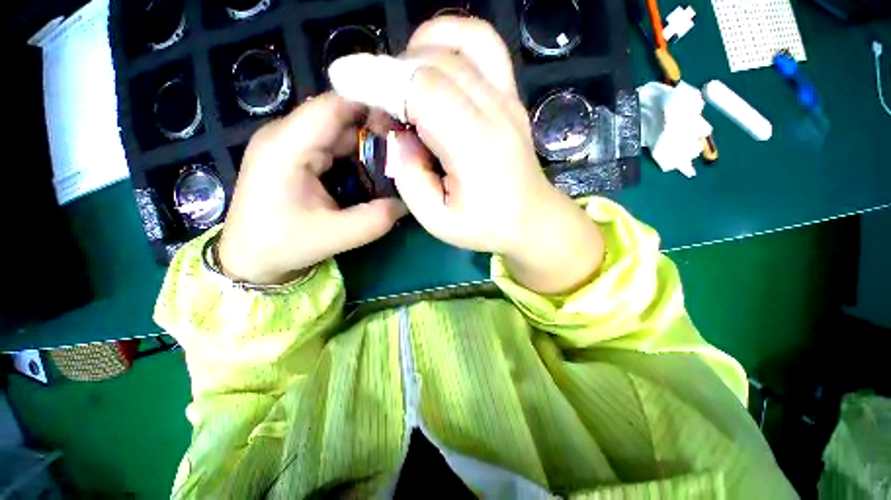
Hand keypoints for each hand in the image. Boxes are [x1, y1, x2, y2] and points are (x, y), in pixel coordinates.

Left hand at [217, 93, 406, 284]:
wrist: (248, 258)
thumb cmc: (282, 245)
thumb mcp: (335, 236)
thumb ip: (375, 219)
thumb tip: (408, 202)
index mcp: (287, 146)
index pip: (335, 106)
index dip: (372, 108)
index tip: (404, 126)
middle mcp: (285, 134)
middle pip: (338, 116)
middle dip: (375, 130)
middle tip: (406, 152)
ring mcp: (288, 143)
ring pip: (337, 130)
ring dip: (366, 144)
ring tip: (393, 163)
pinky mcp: (293, 155)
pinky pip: (331, 144)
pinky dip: (355, 155)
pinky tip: (371, 171)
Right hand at [334, 18, 603, 292]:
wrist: (532, 219)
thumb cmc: (486, 226)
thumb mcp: (438, 221)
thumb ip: (410, 180)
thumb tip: (400, 137)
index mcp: (475, 147)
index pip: (423, 90)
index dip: (379, 78)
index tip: (345, 77)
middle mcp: (495, 112)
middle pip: (437, 62)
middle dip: (394, 74)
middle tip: (384, 111)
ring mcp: (508, 98)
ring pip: (465, 40)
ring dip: (422, 48)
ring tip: (405, 81)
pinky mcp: (512, 96)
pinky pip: (485, 47)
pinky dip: (452, 41)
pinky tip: (435, 65)